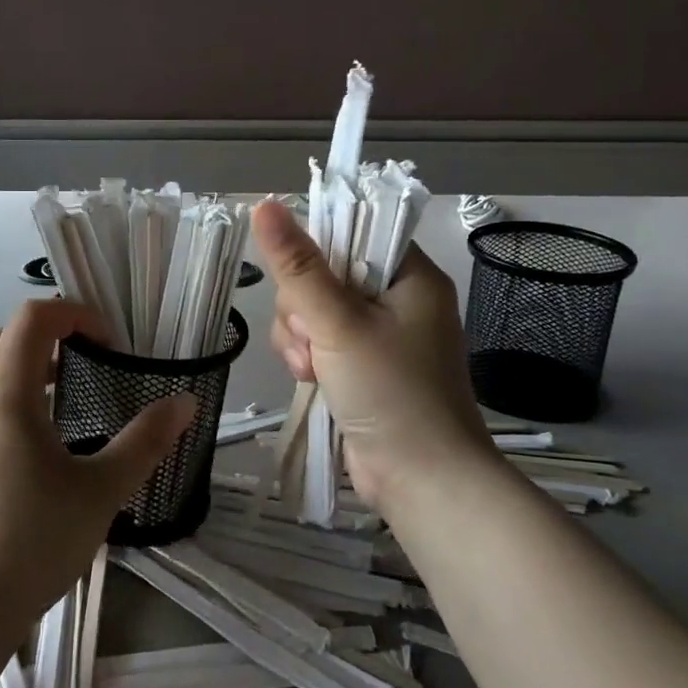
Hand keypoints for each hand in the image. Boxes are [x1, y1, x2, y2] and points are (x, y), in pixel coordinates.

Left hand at [0, 299, 194, 639]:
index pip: (31, 319)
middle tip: (83, 368)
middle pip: (0, 339)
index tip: (107, 344)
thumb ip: (147, 440)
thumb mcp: (103, 490)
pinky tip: (21, 458)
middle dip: (43, 339)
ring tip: (58, 411)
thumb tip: (186, 402)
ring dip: (19, 373)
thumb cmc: (36, 542)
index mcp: (6, 398)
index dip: (72, 314)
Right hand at [252, 200, 495, 510]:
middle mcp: (397, 301)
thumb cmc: (391, 393)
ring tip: (310, 368)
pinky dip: (306, 357)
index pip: (357, 233)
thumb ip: (298, 266)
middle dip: (303, 307)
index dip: (319, 248)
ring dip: (299, 337)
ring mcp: (378, 337)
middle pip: (324, 273)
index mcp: (410, 277)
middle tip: (312, 337)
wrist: (422, 481)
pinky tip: (309, 379)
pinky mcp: (360, 368)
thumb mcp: (338, 324)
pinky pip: (317, 342)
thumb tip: (264, 205)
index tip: (299, 278)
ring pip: (313, 311)